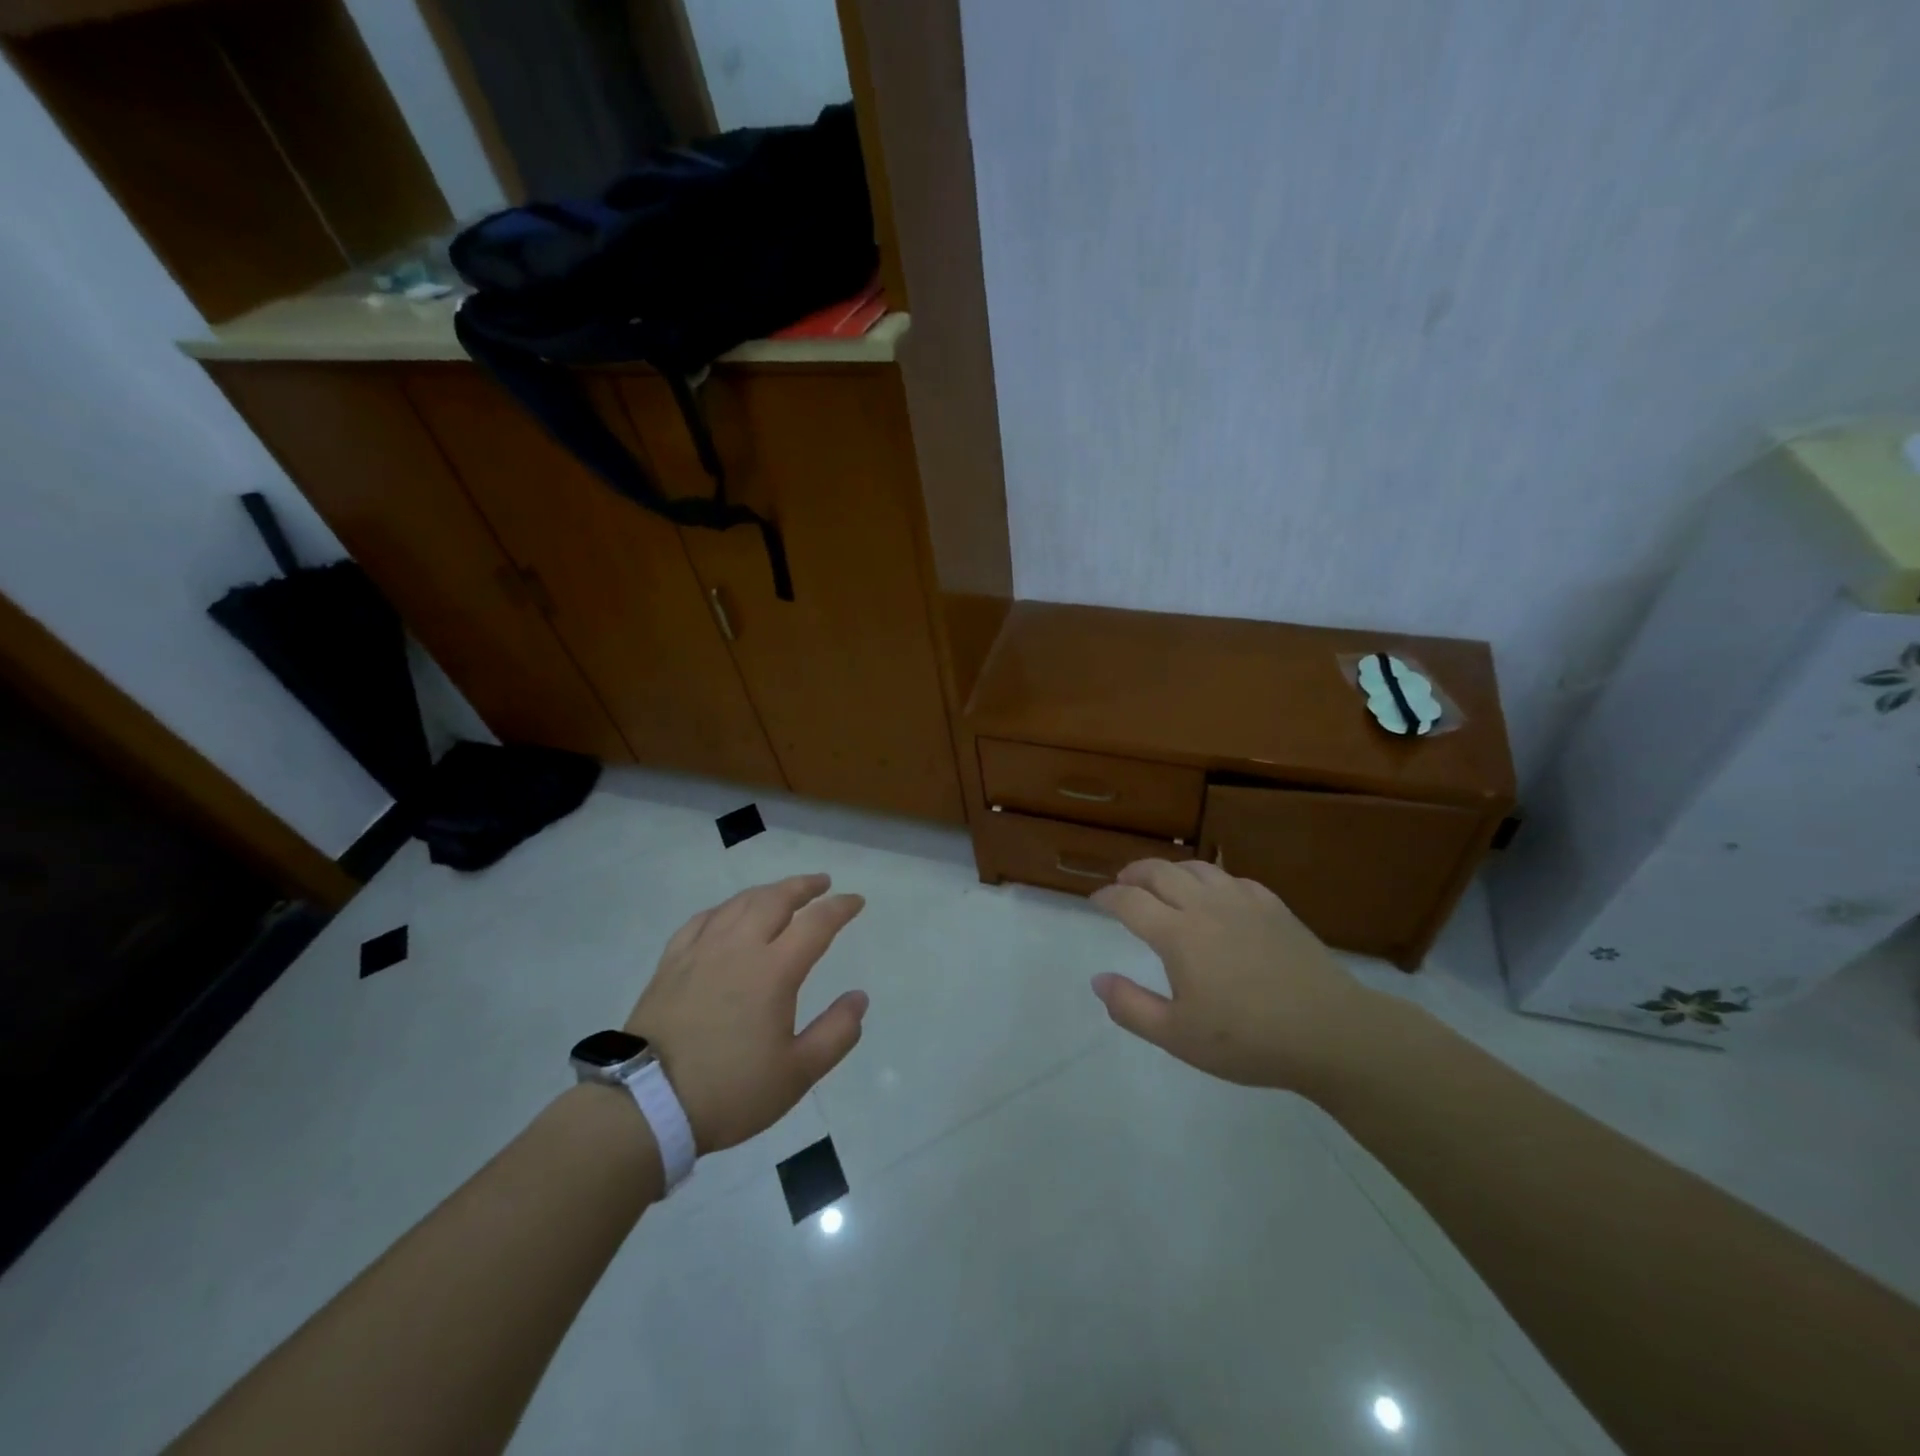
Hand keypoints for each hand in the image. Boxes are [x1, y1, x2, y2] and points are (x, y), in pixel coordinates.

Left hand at [625, 874, 867, 1152]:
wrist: (647, 1105)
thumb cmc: (730, 1091)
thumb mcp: (797, 1073)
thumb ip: (836, 1033)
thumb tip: (859, 998)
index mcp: (773, 970)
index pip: (815, 923)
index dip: (839, 907)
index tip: (856, 901)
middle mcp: (738, 947)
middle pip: (775, 899)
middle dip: (803, 886)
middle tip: (822, 883)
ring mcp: (700, 951)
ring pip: (738, 903)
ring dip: (767, 891)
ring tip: (781, 892)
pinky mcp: (671, 963)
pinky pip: (701, 920)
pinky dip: (724, 909)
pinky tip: (727, 914)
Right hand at [1090, 858, 1385, 1098]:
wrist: (1331, 1033)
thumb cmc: (1248, 1040)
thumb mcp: (1178, 1037)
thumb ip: (1131, 1007)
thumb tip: (1098, 980)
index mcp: (1178, 934)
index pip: (1130, 901)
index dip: (1107, 896)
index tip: (1096, 900)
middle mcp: (1205, 906)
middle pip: (1159, 871)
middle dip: (1134, 873)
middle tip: (1122, 882)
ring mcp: (1243, 901)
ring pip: (1197, 868)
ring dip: (1170, 870)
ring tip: (1162, 882)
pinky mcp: (1274, 907)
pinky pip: (1233, 878)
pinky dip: (1211, 879)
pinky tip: (1215, 895)